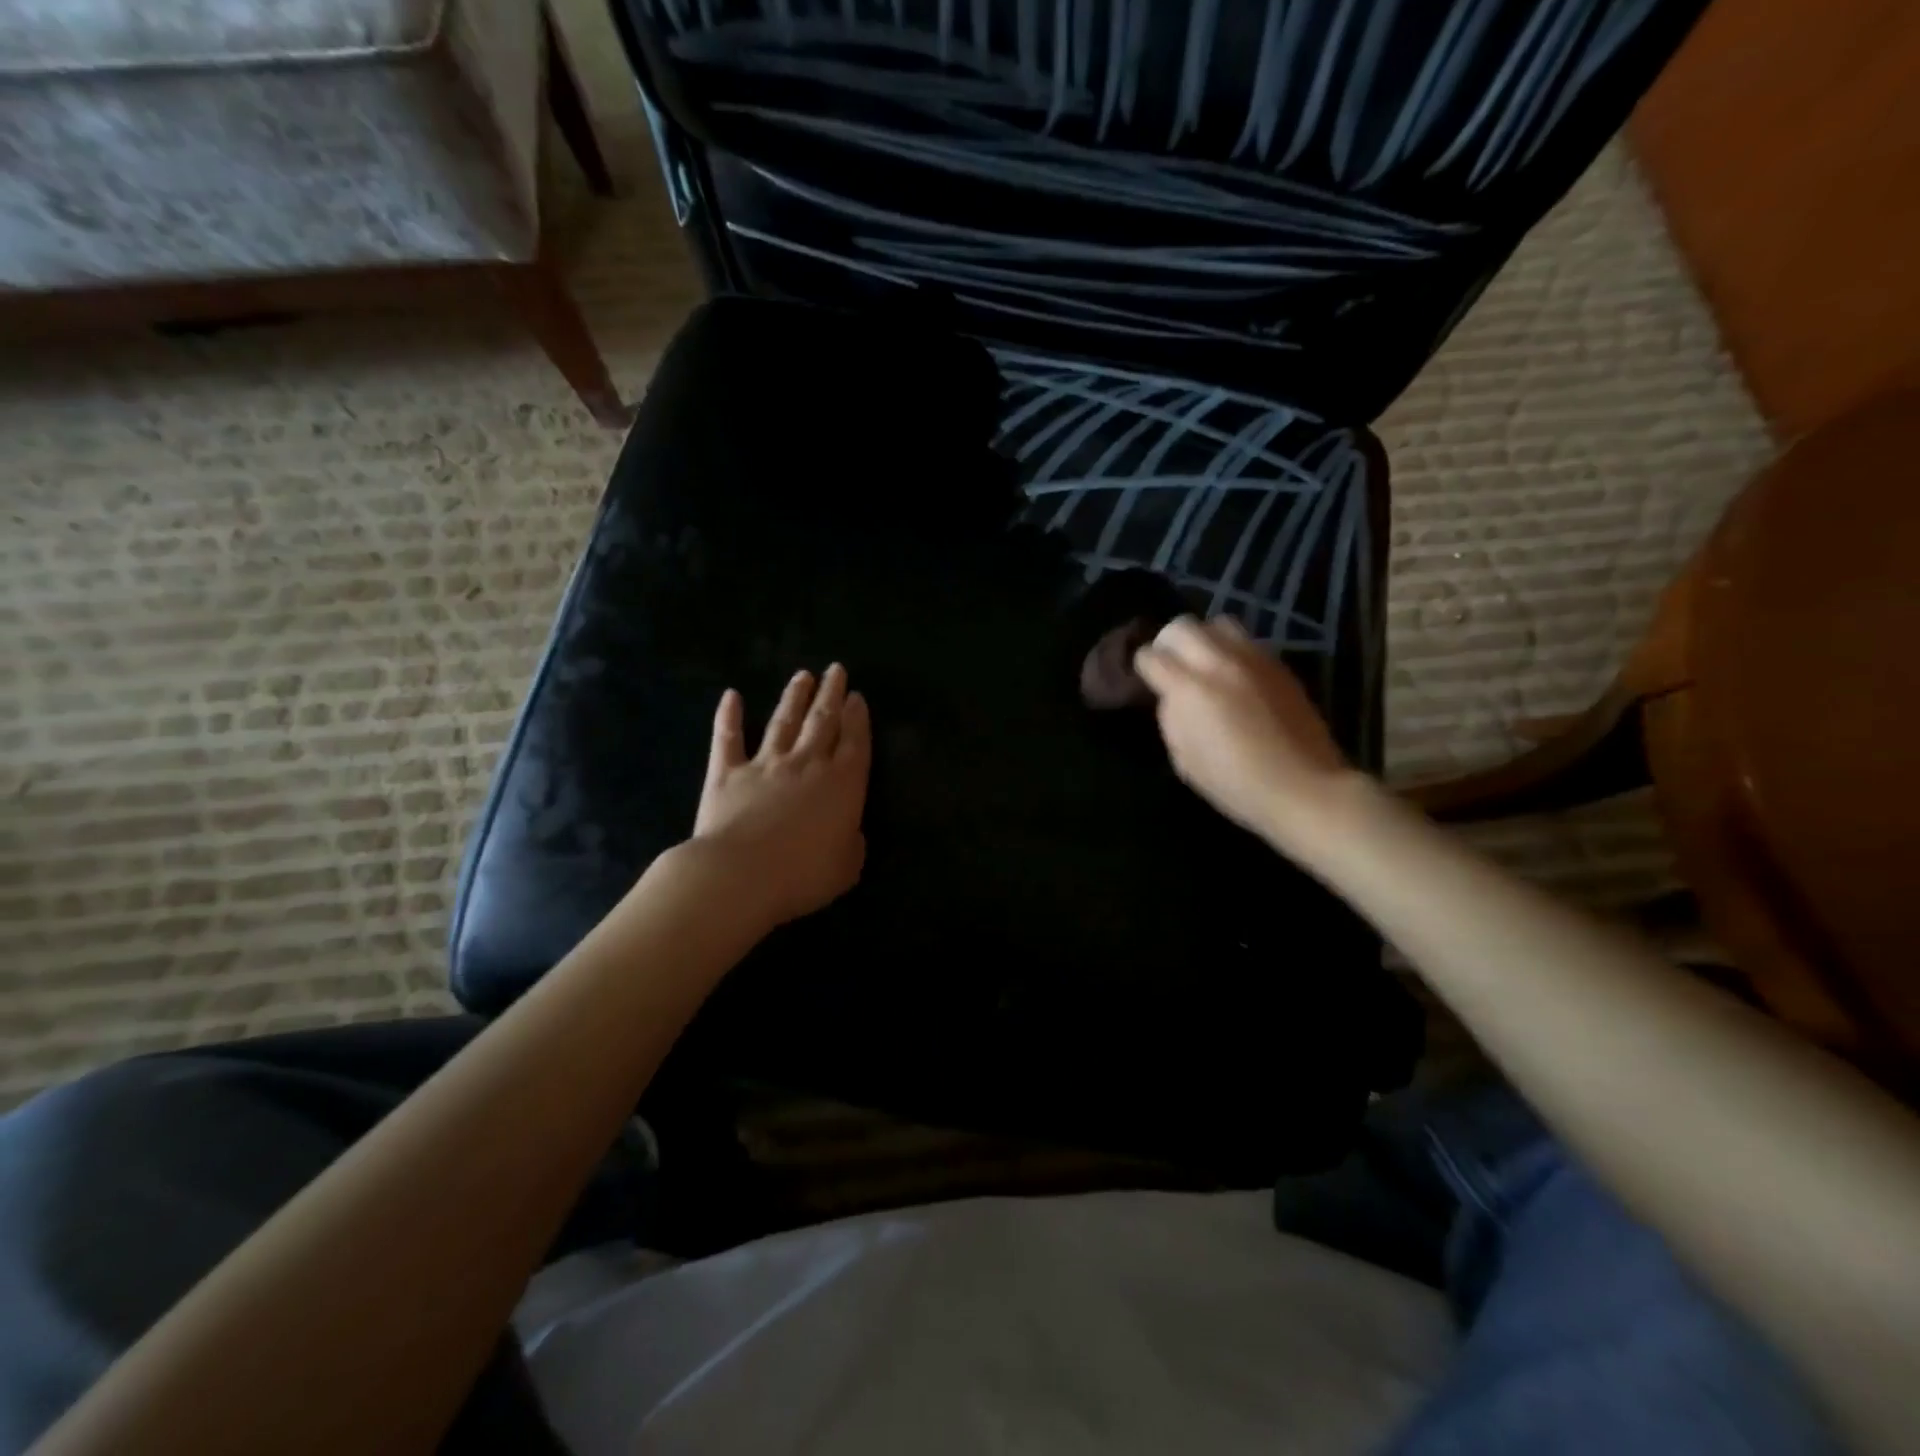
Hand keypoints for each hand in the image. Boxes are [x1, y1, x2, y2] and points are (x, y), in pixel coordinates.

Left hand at [690, 664, 870, 930]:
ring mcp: (766, 764)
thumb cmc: (803, 875)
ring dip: (794, 697)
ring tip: (802, 676)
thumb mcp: (847, 866)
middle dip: (831, 694)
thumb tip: (847, 832)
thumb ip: (852, 843)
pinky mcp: (727, 773)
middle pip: (822, 721)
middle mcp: (807, 763)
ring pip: (783, 721)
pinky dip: (729, 716)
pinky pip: (728, 738)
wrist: (741, 874)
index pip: (855, 741)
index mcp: (843, 783)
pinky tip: (731, 696)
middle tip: (836, 670)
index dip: (858, 717)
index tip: (857, 696)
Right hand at [1132, 615, 1356, 854]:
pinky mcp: (1279, 665)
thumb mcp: (1184, 759)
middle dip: (1168, 643)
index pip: (1151, 656)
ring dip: (1204, 639)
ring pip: (1217, 623)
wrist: (1303, 787)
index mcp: (1189, 689)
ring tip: (1205, 663)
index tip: (1146, 680)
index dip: (1143, 667)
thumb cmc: (1234, 784)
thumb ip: (1171, 718)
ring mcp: (1253, 660)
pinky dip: (1232, 651)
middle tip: (1171, 666)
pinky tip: (1234, 677)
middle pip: (1181, 626)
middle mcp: (1219, 663)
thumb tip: (1172, 697)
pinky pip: (1247, 642)